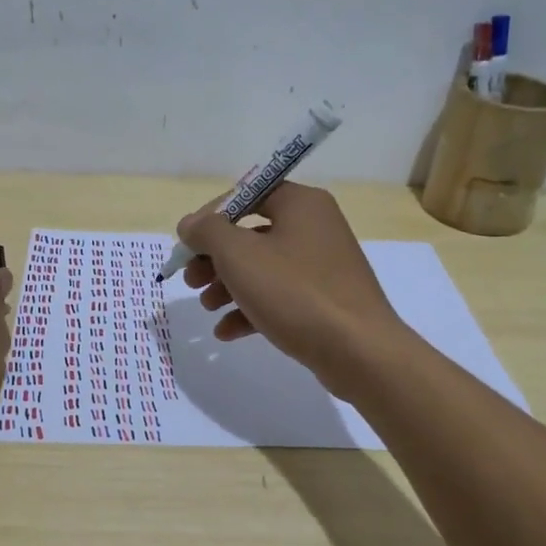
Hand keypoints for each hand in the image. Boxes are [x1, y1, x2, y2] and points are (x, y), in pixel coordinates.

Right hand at [178, 183, 413, 398]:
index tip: (187, 243)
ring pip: (262, 268)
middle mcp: (315, 227)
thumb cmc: (295, 292)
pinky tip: (226, 332)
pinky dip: (251, 309)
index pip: (247, 194)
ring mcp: (322, 266)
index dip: (211, 216)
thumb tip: (190, 224)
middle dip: (215, 258)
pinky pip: (279, 297)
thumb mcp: (239, 255)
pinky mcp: (324, 301)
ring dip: (228, 285)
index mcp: (301, 204)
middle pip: (251, 233)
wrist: (358, 351)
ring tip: (206, 307)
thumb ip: (207, 232)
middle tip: (190, 279)